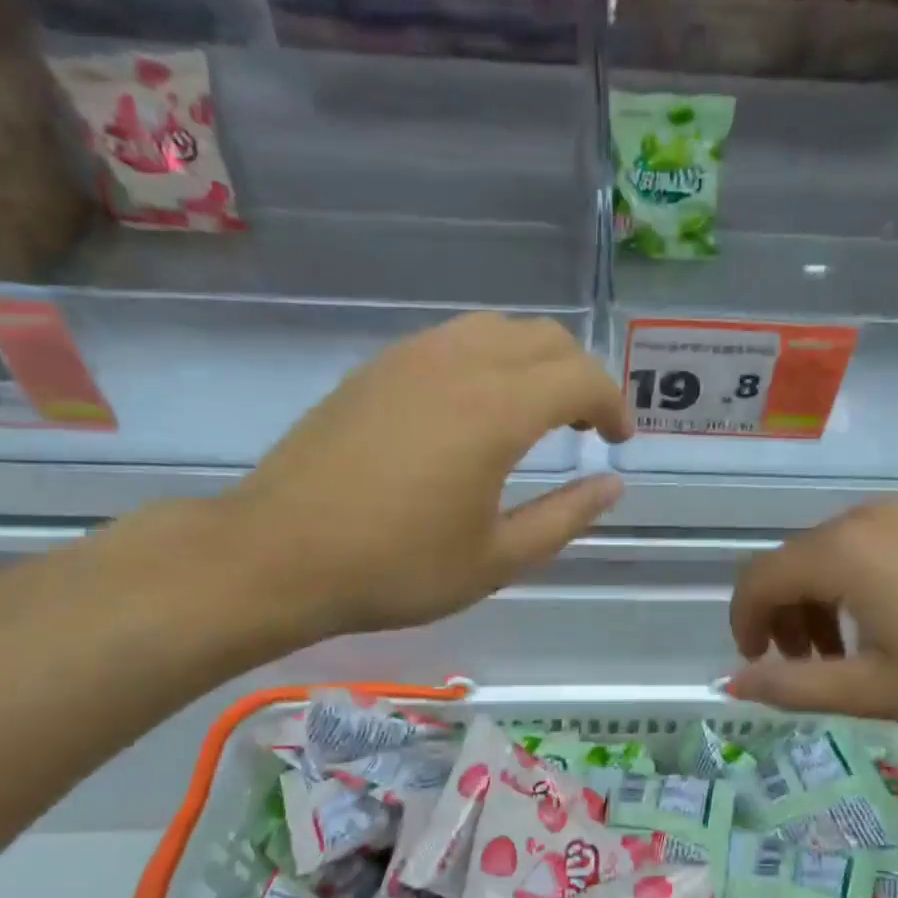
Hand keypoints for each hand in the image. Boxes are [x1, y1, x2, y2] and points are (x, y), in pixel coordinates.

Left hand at [211, 313, 629, 649]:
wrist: (277, 555)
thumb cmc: (396, 568)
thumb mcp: (496, 559)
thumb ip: (564, 517)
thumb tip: (611, 486)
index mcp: (497, 410)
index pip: (580, 377)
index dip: (612, 404)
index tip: (619, 441)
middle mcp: (458, 364)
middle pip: (543, 338)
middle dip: (579, 375)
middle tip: (586, 426)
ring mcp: (410, 359)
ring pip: (495, 329)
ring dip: (532, 360)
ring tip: (536, 412)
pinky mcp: (375, 369)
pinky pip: (451, 341)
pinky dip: (487, 359)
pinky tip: (475, 408)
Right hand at [727, 501, 897, 727]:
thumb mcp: (875, 690)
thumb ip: (794, 687)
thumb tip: (733, 684)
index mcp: (841, 553)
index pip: (759, 580)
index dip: (744, 624)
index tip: (758, 666)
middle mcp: (861, 520)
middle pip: (790, 565)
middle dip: (782, 618)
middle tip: (805, 670)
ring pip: (826, 556)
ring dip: (816, 604)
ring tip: (844, 655)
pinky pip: (863, 548)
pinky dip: (849, 586)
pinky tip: (884, 624)